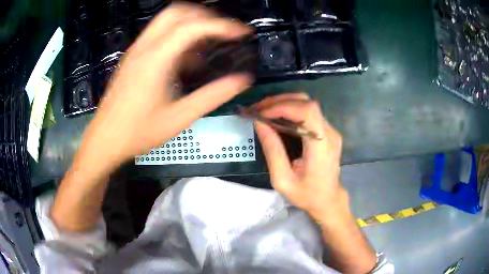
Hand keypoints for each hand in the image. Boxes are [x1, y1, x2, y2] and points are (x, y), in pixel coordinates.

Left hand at [76, 3, 252, 176]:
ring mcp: (136, 50)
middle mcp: (145, 47)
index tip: (241, 33)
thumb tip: (242, 81)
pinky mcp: (132, 57)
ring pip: (166, 20)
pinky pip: (158, 34)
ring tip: (207, 43)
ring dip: (190, 24)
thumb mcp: (179, 118)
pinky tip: (185, 58)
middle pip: (178, 12)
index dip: (222, 25)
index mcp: (156, 59)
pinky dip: (177, 36)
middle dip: (205, 16)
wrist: (105, 140)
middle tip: (223, 32)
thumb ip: (213, 96)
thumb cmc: (138, 133)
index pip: (193, 26)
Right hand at [254, 93, 346, 221]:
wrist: (328, 199)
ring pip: (307, 104)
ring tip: (263, 111)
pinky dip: (290, 110)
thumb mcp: (282, 180)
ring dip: (283, 103)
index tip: (261, 114)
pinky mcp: (327, 131)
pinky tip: (276, 117)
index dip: (284, 106)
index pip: (308, 112)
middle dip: (279, 101)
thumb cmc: (306, 195)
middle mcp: (329, 133)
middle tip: (257, 109)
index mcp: (321, 147)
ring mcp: (331, 130)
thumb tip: (259, 124)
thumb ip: (272, 151)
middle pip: (307, 103)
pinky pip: (308, 113)